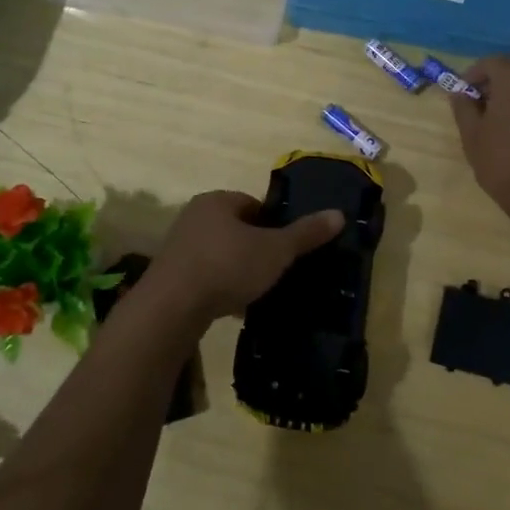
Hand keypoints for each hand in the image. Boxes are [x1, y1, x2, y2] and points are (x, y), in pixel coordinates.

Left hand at [143, 190, 343, 323]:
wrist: (172, 307)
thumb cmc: (227, 266)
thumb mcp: (275, 250)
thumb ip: (305, 233)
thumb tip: (339, 214)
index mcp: (217, 201)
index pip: (253, 204)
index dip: (273, 224)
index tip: (287, 247)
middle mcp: (194, 217)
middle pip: (236, 229)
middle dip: (255, 248)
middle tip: (276, 270)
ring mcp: (178, 247)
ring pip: (220, 254)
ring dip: (237, 270)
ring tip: (257, 292)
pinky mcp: (170, 276)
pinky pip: (204, 276)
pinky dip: (220, 288)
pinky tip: (233, 308)